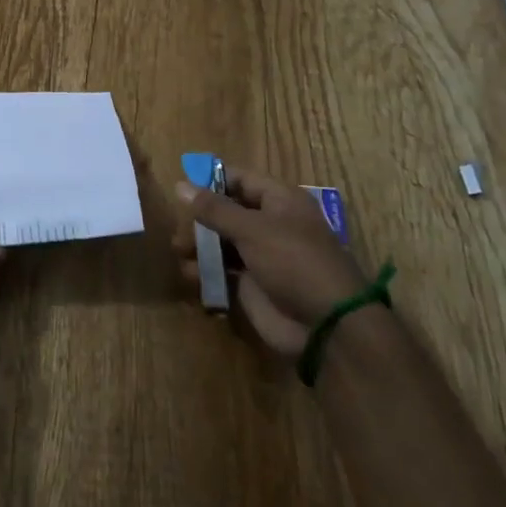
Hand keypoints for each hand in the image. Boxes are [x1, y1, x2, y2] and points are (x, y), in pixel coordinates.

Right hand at [173, 164, 365, 358]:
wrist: (326, 326)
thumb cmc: (293, 262)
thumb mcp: (252, 229)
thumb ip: (214, 209)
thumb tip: (180, 184)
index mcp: (279, 201)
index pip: (239, 180)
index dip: (211, 181)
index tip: (181, 188)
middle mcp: (270, 225)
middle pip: (226, 212)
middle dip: (200, 219)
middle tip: (179, 229)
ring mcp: (262, 257)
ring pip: (222, 243)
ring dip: (199, 246)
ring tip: (181, 253)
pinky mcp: (253, 286)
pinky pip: (223, 272)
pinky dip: (205, 272)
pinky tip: (190, 276)